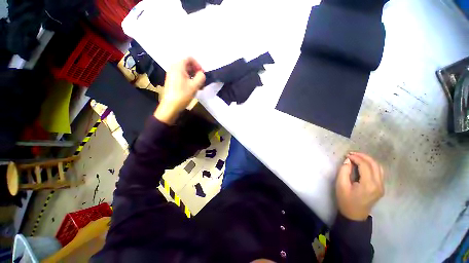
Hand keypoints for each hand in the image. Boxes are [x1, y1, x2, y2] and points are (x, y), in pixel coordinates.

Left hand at [154, 57, 205, 123]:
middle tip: (202, 81)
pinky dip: (189, 80)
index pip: (190, 58)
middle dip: (196, 72)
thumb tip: (202, 74)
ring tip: (199, 86)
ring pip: (186, 71)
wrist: (170, 106)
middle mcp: (174, 68)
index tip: (202, 74)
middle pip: (188, 65)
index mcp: (178, 66)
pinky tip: (193, 88)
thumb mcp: (195, 86)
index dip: (198, 65)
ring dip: (194, 77)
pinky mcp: (172, 81)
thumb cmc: (183, 95)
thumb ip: (201, 77)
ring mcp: (172, 74)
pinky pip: (182, 76)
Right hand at [336, 152, 383, 220]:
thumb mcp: (341, 185)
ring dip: (369, 160)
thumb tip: (348, 160)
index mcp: (369, 184)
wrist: (354, 215)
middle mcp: (378, 184)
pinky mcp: (381, 188)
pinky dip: (372, 165)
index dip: (356, 158)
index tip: (347, 155)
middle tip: (352, 153)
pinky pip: (379, 172)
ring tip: (357, 157)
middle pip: (375, 165)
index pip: (365, 165)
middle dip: (363, 156)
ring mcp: (381, 186)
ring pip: (379, 168)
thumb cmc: (346, 200)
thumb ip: (344, 171)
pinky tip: (363, 164)